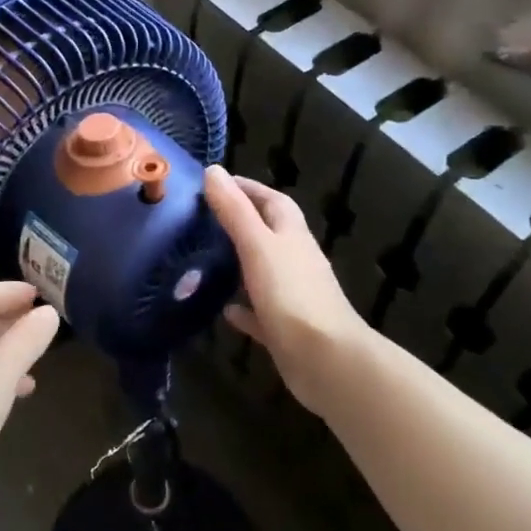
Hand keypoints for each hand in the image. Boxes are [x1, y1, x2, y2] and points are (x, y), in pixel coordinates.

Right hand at [203, 165, 367, 411]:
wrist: (327, 361)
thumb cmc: (291, 295)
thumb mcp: (257, 245)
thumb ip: (234, 210)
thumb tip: (213, 170)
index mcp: (291, 235)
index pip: (272, 200)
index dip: (247, 188)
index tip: (215, 182)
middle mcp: (296, 261)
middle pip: (269, 232)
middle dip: (241, 221)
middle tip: (204, 218)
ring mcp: (293, 295)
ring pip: (265, 270)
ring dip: (241, 262)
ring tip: (207, 258)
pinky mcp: (287, 328)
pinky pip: (261, 312)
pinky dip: (244, 308)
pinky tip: (224, 310)